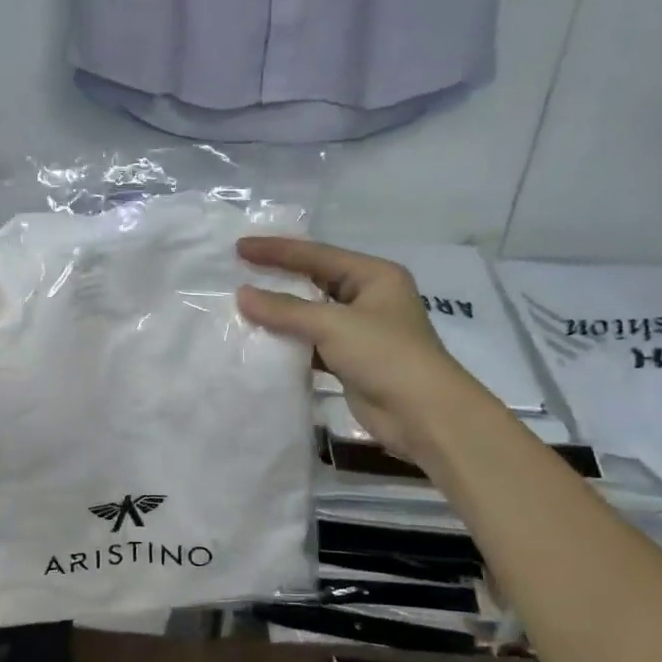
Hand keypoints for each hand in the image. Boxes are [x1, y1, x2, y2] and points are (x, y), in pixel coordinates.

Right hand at [236, 237, 470, 464]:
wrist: (423, 415)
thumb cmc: (386, 356)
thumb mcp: (333, 325)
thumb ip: (285, 310)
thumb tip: (242, 295)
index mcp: (374, 276)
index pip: (317, 255)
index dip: (277, 250)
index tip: (240, 247)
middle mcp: (368, 297)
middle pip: (314, 281)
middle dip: (278, 278)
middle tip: (238, 271)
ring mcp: (360, 330)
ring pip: (311, 314)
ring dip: (281, 314)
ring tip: (242, 306)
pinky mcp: (351, 360)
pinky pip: (312, 343)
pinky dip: (289, 342)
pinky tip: (262, 341)